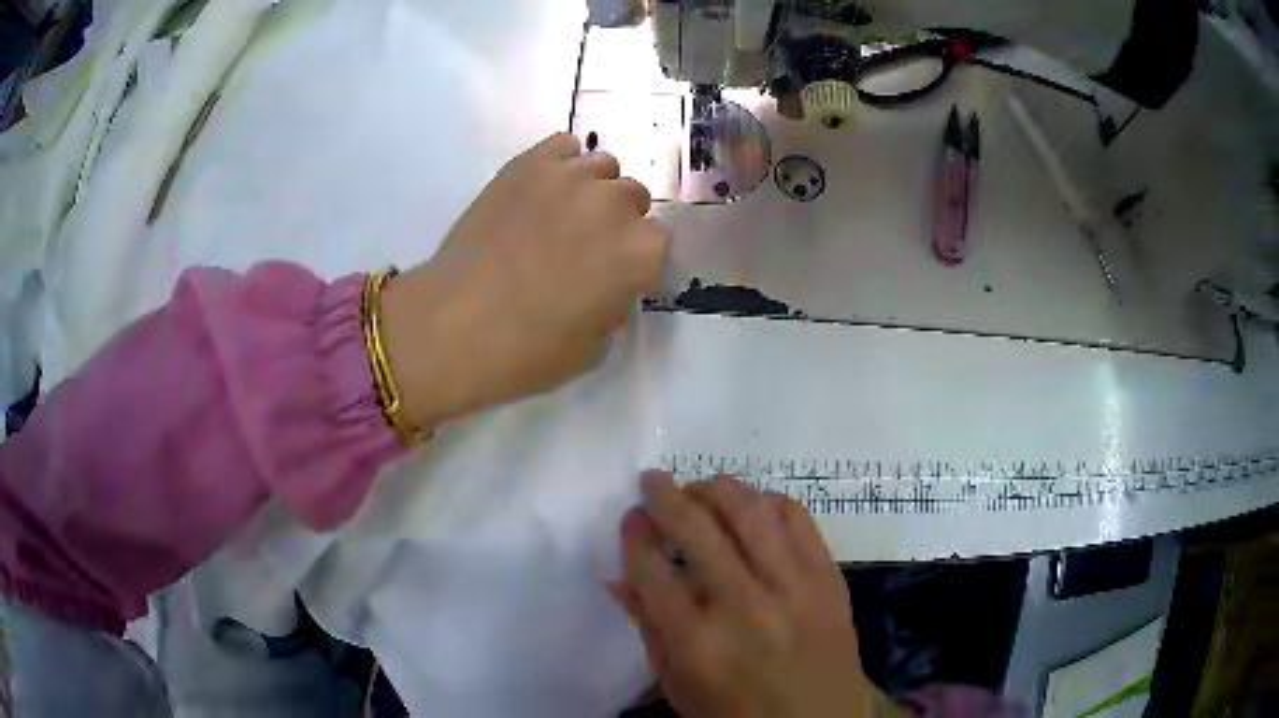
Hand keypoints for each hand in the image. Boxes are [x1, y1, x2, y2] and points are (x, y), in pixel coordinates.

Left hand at [380, 133, 669, 429]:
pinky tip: (543, 190)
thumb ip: (611, 306)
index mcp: (640, 252)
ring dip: (592, 189)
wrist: (452, 325)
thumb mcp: (590, 347)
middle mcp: (614, 204)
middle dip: (618, 220)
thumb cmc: (525, 351)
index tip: (614, 276)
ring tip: (560, 214)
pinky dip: (562, 163)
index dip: (636, 260)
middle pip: (634, 197)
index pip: (659, 242)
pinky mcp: (528, 163)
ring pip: (603, 167)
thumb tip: (606, 288)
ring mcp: (570, 177)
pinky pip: (564, 146)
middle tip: (585, 246)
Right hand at [610, 473, 874, 717]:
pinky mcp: (828, 577)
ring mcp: (793, 587)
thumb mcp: (678, 685)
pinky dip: (770, 503)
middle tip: (653, 481)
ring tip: (702, 488)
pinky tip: (755, 508)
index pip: (653, 570)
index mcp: (697, 643)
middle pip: (697, 528)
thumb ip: (648, 628)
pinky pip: (798, 518)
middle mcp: (744, 606)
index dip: (635, 534)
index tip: (631, 516)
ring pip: (750, 511)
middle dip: (667, 495)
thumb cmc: (736, 715)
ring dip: (718, 489)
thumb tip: (617, 577)